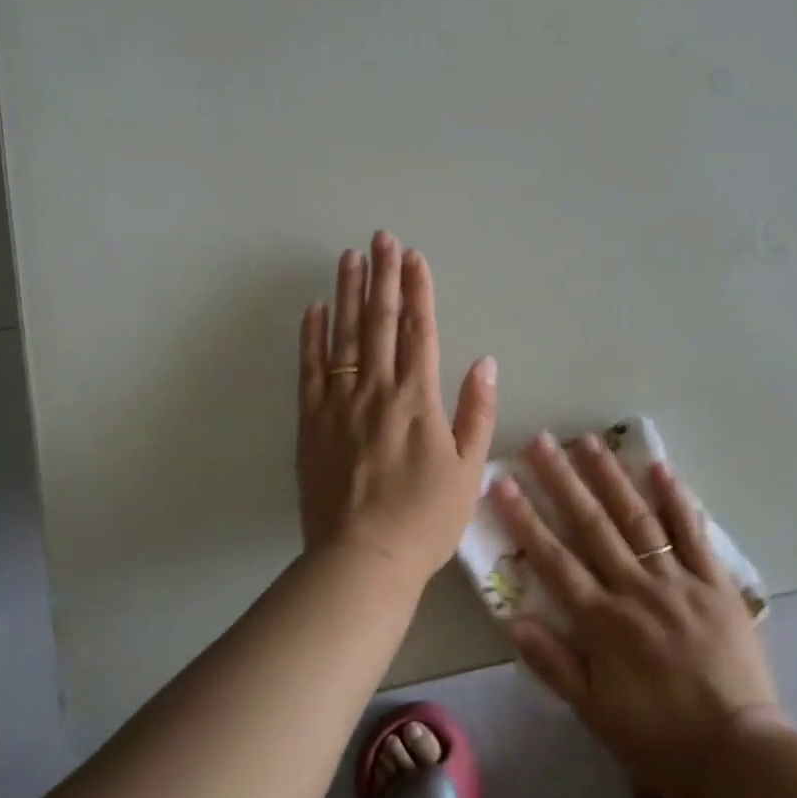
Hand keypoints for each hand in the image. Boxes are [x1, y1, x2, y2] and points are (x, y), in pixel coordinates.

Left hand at [297, 232, 497, 590]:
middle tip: (381, 238)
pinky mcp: (311, 422)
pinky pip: (309, 370)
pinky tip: (314, 308)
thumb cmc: (425, 519)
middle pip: (380, 322)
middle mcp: (377, 390)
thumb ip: (477, 411)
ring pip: (344, 336)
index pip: (420, 330)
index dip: (418, 290)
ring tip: (349, 257)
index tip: (415, 257)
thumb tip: (487, 362)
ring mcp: (339, 403)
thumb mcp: (468, 470)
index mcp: (418, 399)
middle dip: (383, 276)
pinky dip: (311, 336)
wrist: (363, 560)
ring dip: (348, 292)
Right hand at [491, 433, 782, 797]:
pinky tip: (660, 467)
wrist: (736, 754)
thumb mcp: (594, 711)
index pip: (554, 560)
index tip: (504, 484)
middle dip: (563, 481)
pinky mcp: (714, 583)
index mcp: (603, 621)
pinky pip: (693, 534)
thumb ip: (553, 663)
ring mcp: (677, 580)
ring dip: (611, 478)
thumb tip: (512, 618)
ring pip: (638, 519)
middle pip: (593, 526)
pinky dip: (677, 500)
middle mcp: (636, 589)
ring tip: (589, 441)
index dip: (526, 520)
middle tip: (542, 442)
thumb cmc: (658, 736)